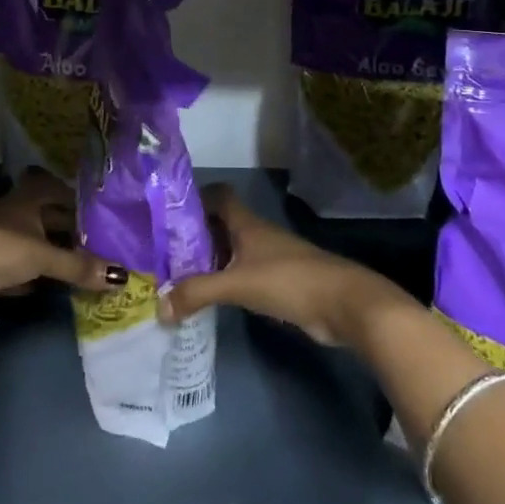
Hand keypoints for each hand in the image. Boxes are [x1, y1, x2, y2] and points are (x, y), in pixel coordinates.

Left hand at [0, 170, 122, 319]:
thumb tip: (122, 277)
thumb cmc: (1, 249)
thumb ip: (79, 266)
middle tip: (97, 240)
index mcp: (26, 200)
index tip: (97, 208)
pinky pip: (19, 269)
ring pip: (32, 243)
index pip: (53, 188)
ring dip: (51, 253)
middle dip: (66, 228)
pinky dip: (34, 276)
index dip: (72, 195)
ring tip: (81, 264)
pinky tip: (49, 287)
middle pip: (44, 217)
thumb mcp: (44, 256)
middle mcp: (13, 215)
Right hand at [161, 185, 418, 346]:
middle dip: (194, 235)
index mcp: (247, 223)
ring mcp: (271, 258)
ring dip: (209, 261)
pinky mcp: (280, 283)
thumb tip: (159, 307)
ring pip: (232, 251)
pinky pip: (244, 275)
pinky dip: (226, 282)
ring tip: (178, 277)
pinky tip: (211, 298)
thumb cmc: (289, 281)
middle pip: (221, 225)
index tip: (168, 214)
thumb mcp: (237, 284)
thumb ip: (197, 293)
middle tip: (164, 252)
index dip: (195, 199)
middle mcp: (257, 234)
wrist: (345, 304)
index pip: (218, 196)